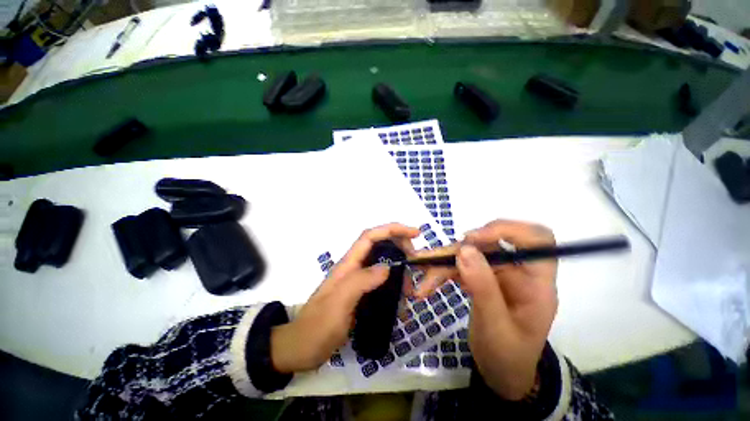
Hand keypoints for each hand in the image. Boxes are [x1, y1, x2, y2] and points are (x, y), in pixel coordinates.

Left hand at [270, 223, 418, 372]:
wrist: (301, 349)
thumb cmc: (317, 326)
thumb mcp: (339, 303)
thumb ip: (361, 282)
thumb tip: (387, 267)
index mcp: (348, 264)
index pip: (371, 236)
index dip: (392, 229)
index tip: (415, 233)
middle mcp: (354, 268)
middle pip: (380, 246)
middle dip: (400, 247)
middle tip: (415, 262)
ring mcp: (358, 282)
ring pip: (383, 265)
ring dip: (400, 272)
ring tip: (411, 290)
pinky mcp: (361, 295)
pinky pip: (382, 284)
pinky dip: (395, 288)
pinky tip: (401, 303)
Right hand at [414, 220, 557, 399]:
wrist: (501, 373)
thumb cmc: (507, 356)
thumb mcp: (495, 326)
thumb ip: (482, 287)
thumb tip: (465, 250)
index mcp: (536, 282)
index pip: (536, 238)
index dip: (507, 229)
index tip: (472, 238)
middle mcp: (517, 271)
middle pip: (489, 244)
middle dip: (459, 250)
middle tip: (434, 260)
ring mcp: (498, 273)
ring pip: (469, 253)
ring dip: (443, 263)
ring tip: (423, 278)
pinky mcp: (481, 277)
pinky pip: (459, 265)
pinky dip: (441, 272)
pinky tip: (427, 283)